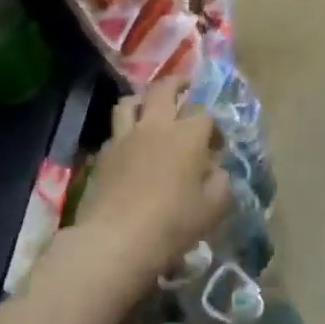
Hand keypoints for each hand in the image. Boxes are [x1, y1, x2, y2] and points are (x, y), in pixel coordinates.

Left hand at [69, 78, 229, 300]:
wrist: (116, 240)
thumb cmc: (172, 223)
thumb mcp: (212, 208)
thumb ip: (220, 183)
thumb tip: (216, 170)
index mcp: (187, 135)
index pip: (204, 114)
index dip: (213, 126)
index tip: (216, 144)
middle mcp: (156, 126)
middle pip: (164, 89)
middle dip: (178, 83)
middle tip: (185, 86)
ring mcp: (125, 137)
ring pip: (131, 101)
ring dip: (144, 100)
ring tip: (151, 108)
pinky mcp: (104, 154)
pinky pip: (116, 130)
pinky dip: (126, 129)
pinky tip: (131, 145)